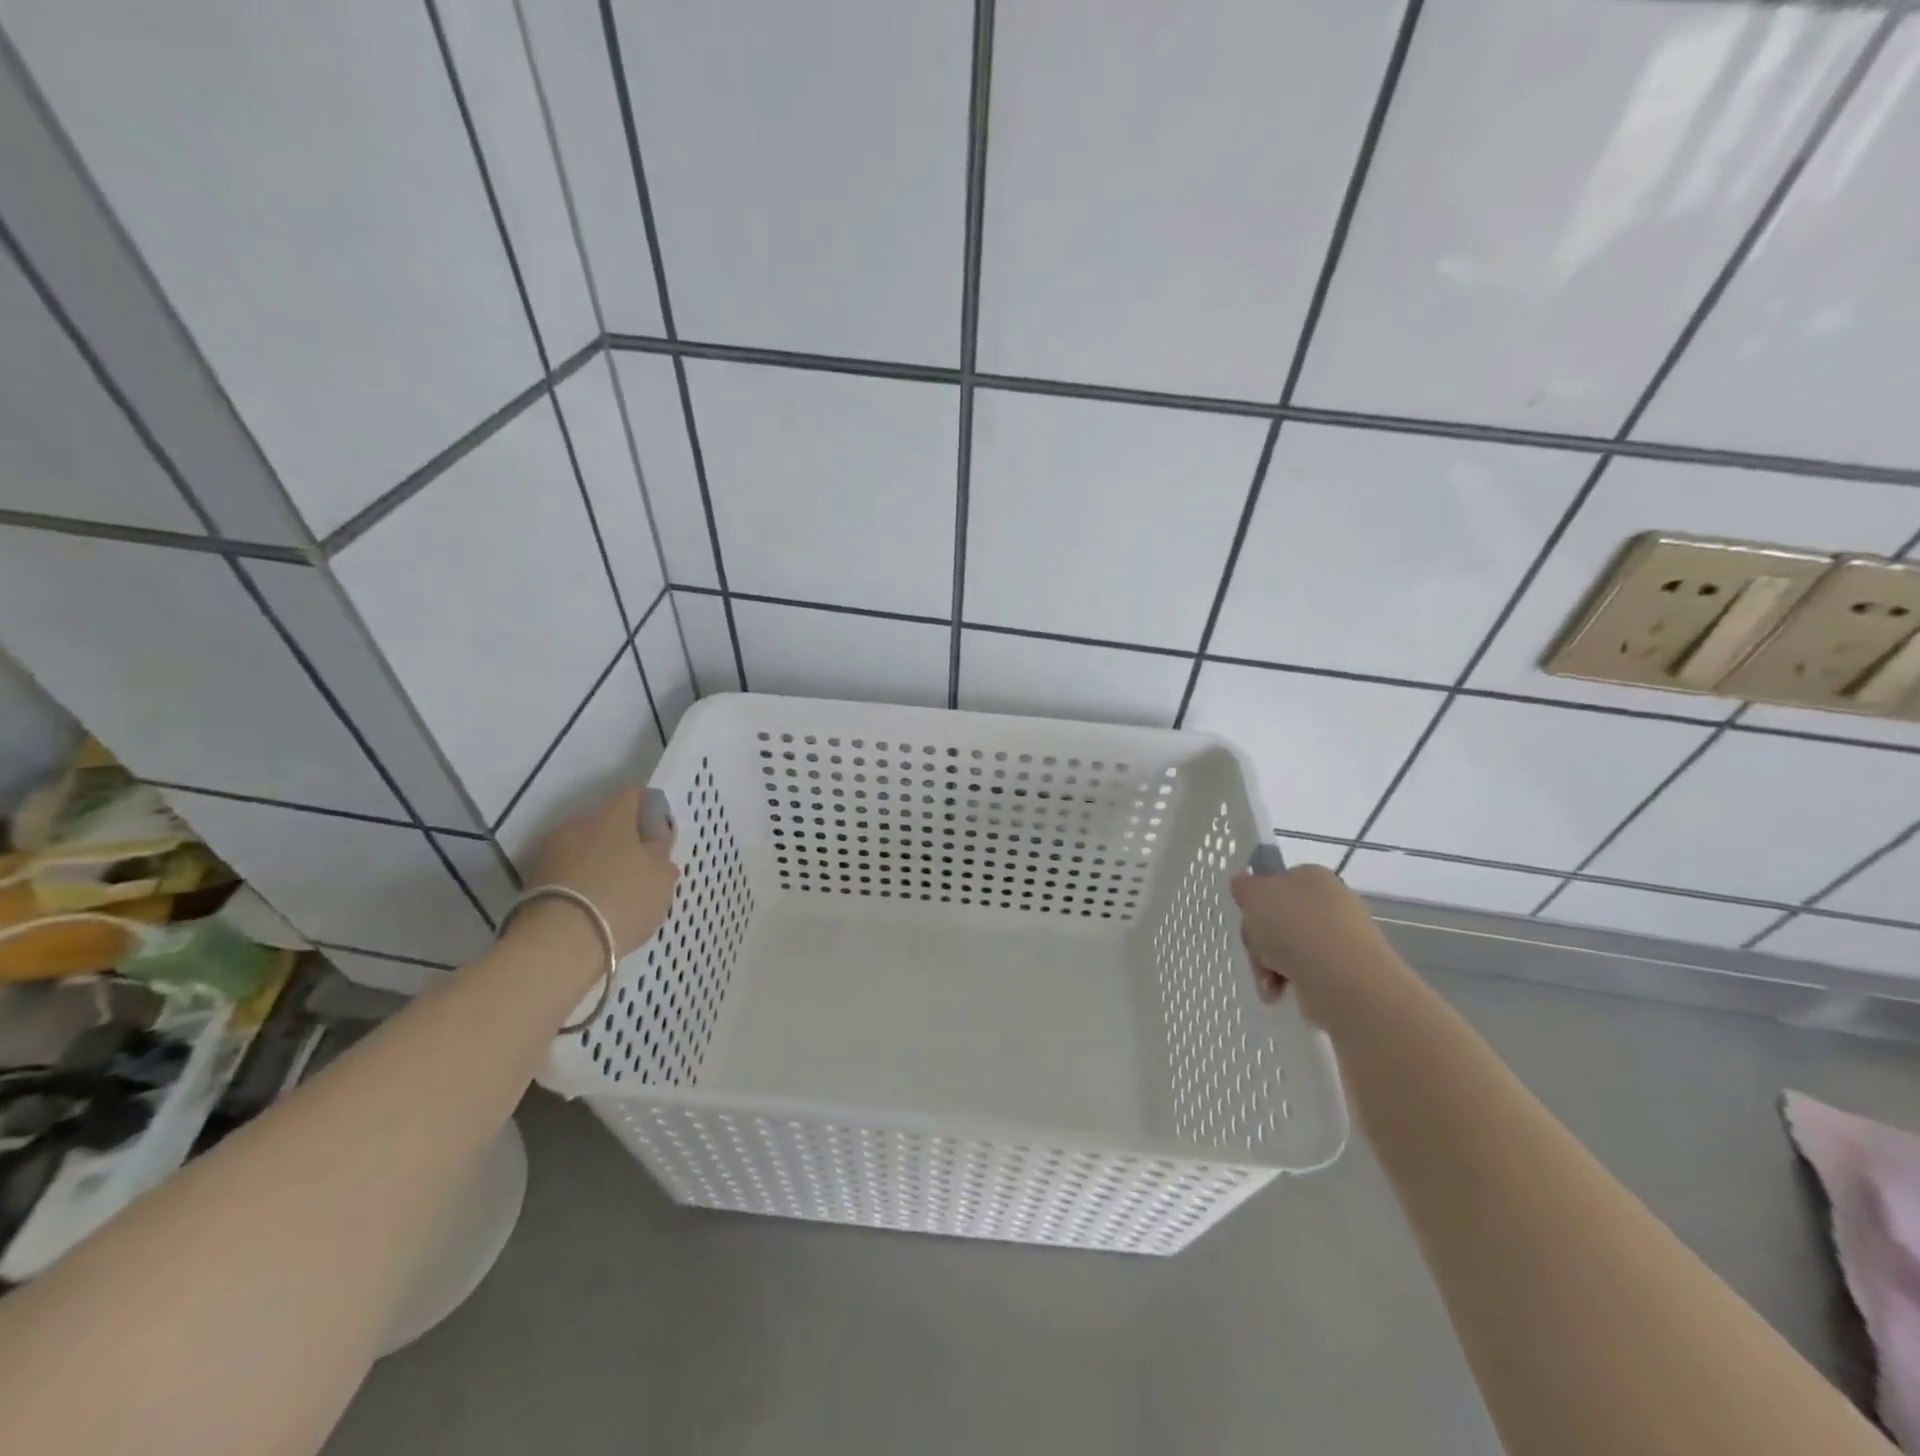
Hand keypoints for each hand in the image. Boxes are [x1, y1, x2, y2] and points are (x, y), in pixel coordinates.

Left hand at [523, 785, 678, 958]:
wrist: (560, 944)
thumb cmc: (623, 900)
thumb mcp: (661, 877)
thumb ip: (661, 850)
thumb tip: (657, 834)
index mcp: (613, 815)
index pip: (632, 794)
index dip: (647, 808)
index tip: (657, 830)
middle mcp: (578, 823)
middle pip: (604, 821)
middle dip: (620, 837)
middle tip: (637, 864)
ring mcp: (550, 850)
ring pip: (582, 845)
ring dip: (596, 858)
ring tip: (612, 888)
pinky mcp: (531, 879)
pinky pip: (564, 869)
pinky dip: (577, 879)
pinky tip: (590, 902)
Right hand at [1229, 863, 1403, 1027]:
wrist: (1340, 976)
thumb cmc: (1293, 925)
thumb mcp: (1254, 895)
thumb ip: (1245, 887)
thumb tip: (1243, 885)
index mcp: (1312, 876)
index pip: (1278, 883)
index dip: (1257, 902)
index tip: (1248, 920)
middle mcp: (1331, 902)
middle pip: (1279, 919)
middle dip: (1260, 940)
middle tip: (1256, 952)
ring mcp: (1341, 938)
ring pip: (1289, 948)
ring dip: (1269, 965)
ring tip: (1269, 982)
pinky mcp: (1347, 971)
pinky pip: (1306, 972)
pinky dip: (1289, 982)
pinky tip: (1280, 992)